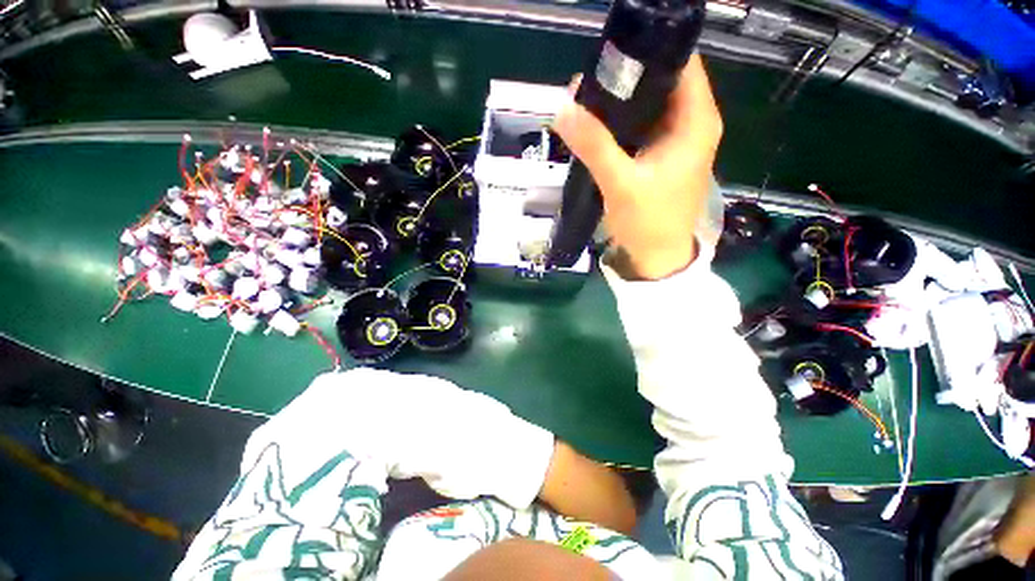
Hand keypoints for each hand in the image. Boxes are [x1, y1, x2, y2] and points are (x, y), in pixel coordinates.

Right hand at [553, 54, 722, 279]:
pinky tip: (596, 128)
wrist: (656, 258)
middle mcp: (690, 124)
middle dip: (625, 79)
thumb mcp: (621, 183)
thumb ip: (594, 145)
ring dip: (618, 104)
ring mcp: (674, 141)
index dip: (648, 51)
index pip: (680, 62)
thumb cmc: (649, 223)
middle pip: (660, 82)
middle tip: (587, 82)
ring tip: (585, 101)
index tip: (611, 54)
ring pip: (647, 106)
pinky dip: (618, 125)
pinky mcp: (658, 157)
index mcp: (696, 121)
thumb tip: (563, 107)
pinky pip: (638, 129)